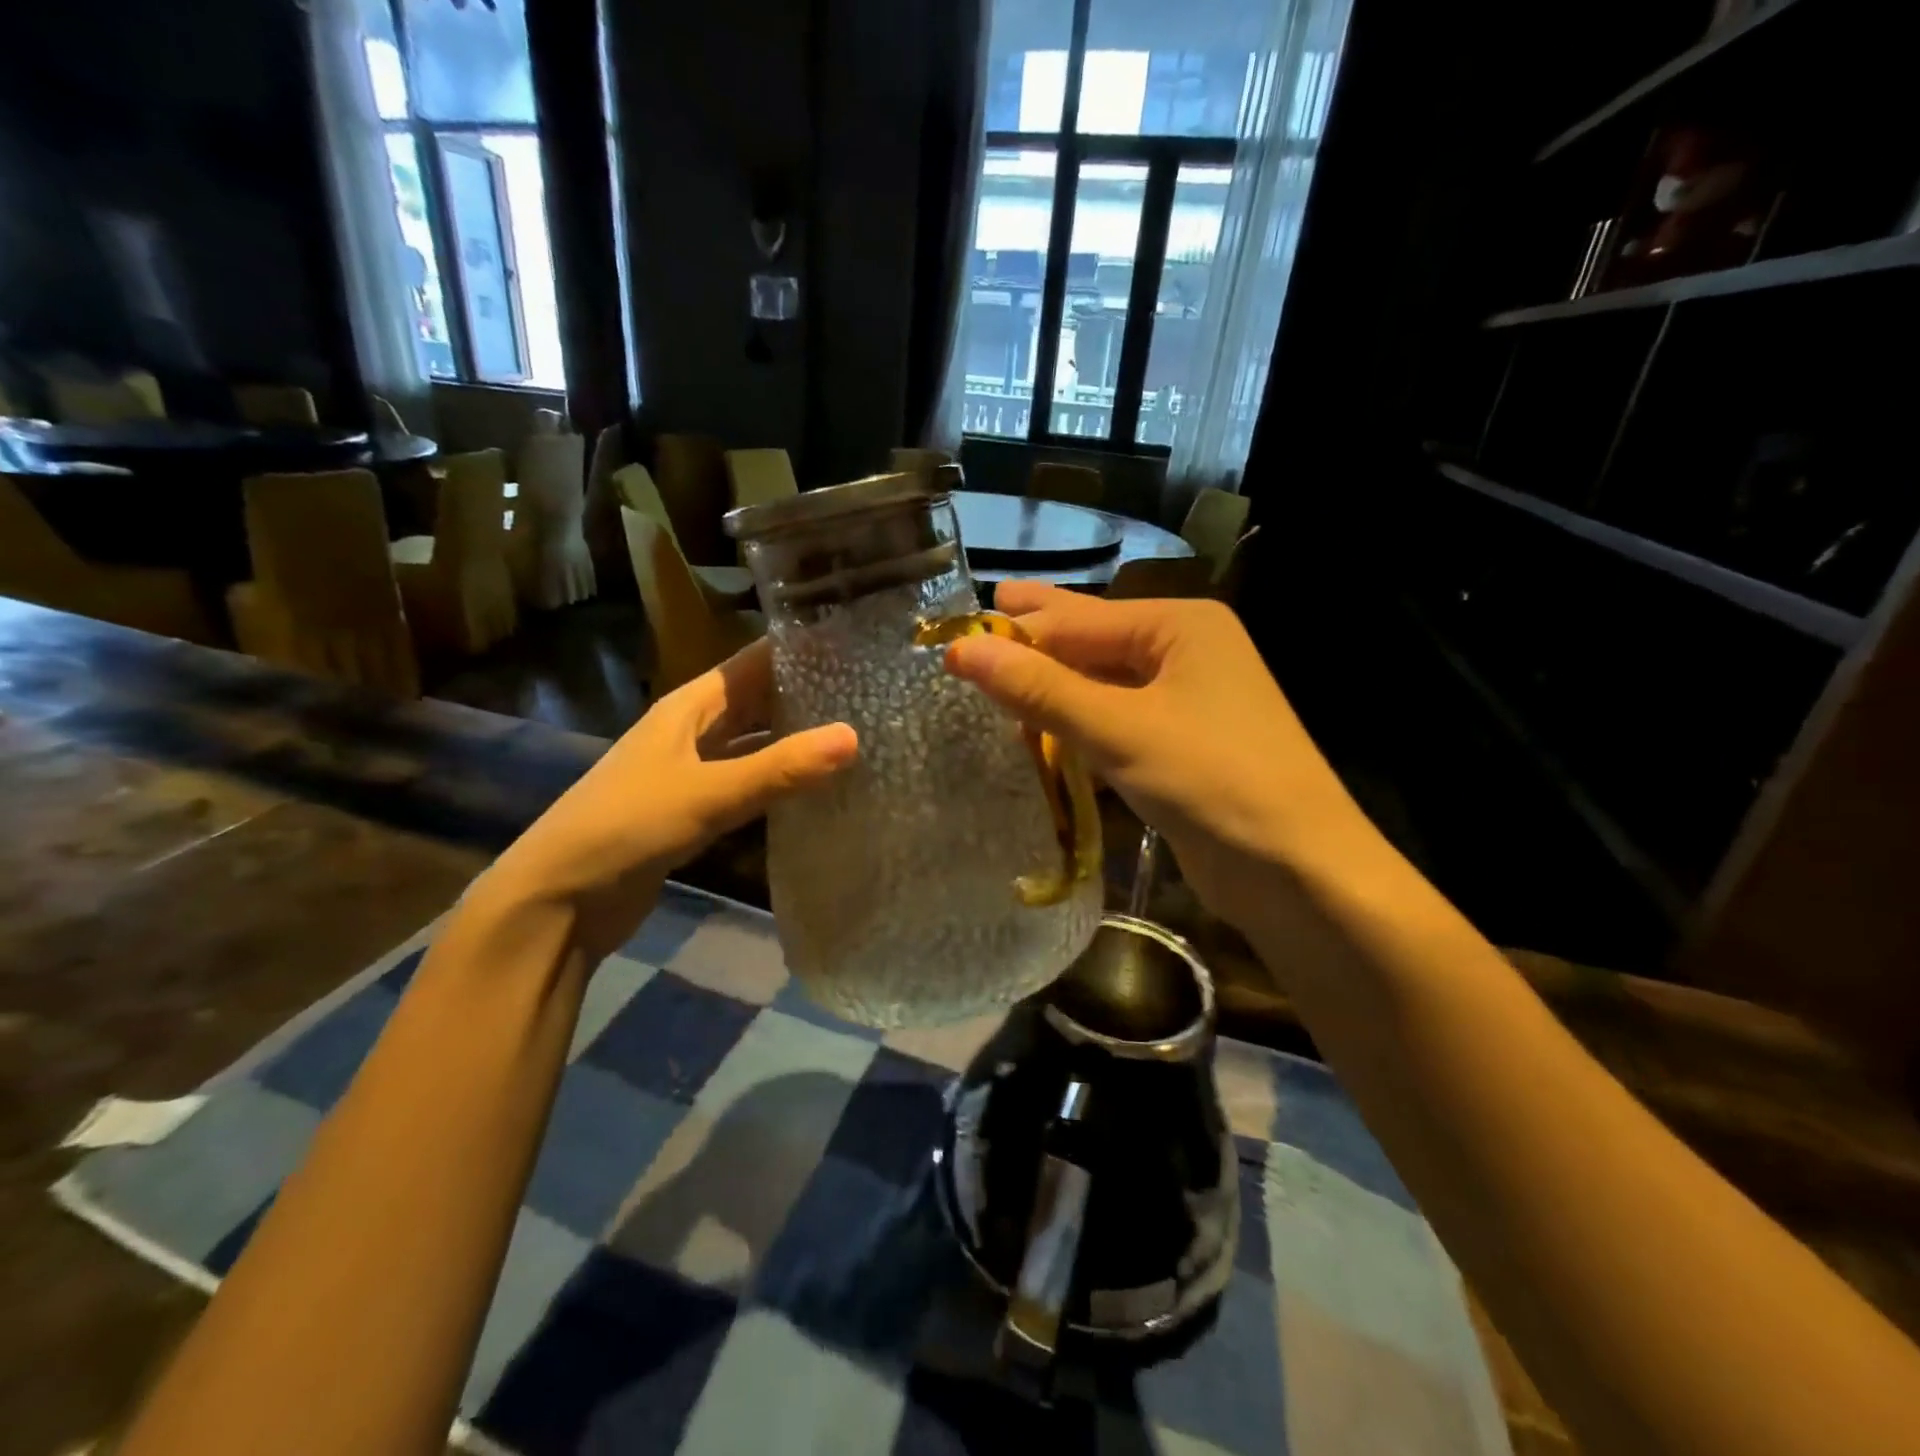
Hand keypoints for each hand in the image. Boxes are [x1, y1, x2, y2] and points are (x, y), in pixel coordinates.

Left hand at [482, 639, 856, 960]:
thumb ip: (779, 769)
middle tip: (873, 693)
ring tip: (860, 734)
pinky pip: (750, 783)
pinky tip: (819, 787)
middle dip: (808, 694)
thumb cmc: (627, 827)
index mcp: (689, 707)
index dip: (800, 649)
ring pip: (756, 743)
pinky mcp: (697, 810)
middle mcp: (693, 730)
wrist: (560, 900)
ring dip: (797, 739)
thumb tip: (853, 737)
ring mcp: (694, 771)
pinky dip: (781, 781)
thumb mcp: (707, 794)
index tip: (858, 644)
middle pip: (758, 701)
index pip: (753, 662)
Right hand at [944, 582, 1355, 926]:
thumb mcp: (1119, 730)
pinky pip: (1116, 720)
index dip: (1015, 632)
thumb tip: (960, 652)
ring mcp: (1186, 700)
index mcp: (1180, 626)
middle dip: (1038, 639)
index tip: (955, 643)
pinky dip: (1078, 723)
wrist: (1298, 869)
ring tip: (997, 678)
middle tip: (981, 624)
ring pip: (1102, 684)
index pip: (1079, 619)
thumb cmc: (1213, 780)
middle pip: (1093, 640)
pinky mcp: (1181, 745)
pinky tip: (1044, 729)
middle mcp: (1185, 652)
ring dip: (1054, 686)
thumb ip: (1040, 690)